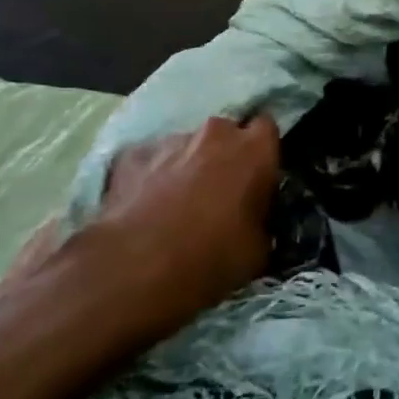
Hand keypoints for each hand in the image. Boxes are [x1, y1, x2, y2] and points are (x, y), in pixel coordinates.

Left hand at [38, 117, 278, 342]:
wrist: (135, 269)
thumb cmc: (210, 258)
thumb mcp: (258, 251)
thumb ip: (261, 221)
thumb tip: (255, 221)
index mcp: (253, 151)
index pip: (267, 129)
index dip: (262, 153)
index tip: (258, 178)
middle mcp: (215, 134)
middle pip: (225, 134)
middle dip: (224, 156)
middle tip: (219, 193)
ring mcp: (170, 141)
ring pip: (187, 146)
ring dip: (188, 166)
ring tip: (176, 204)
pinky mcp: (131, 156)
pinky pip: (150, 161)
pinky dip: (151, 176)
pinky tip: (144, 206)